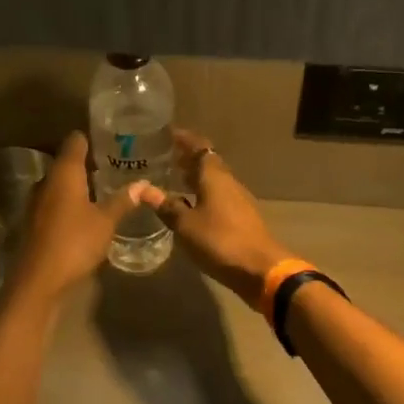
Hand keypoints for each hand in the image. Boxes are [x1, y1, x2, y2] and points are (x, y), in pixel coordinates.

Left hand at [8, 132, 146, 302]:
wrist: (38, 280)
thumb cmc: (74, 243)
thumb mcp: (105, 222)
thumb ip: (123, 200)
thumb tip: (144, 184)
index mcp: (64, 173)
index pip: (75, 141)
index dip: (91, 138)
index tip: (111, 140)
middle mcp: (46, 181)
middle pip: (67, 163)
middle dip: (89, 164)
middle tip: (116, 167)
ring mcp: (36, 202)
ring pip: (60, 185)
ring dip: (79, 186)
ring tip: (105, 190)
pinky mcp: (34, 222)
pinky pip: (55, 203)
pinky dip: (70, 203)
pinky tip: (87, 214)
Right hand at [140, 130, 290, 306]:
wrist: (260, 269)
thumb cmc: (220, 241)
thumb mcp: (185, 225)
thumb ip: (166, 206)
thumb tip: (143, 189)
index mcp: (215, 177)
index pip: (199, 147)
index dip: (184, 139)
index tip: (167, 134)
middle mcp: (228, 183)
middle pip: (208, 163)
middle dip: (188, 158)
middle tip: (165, 158)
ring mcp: (238, 201)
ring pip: (213, 181)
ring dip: (195, 178)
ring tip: (174, 180)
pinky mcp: (241, 218)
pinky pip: (218, 197)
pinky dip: (202, 195)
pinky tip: (190, 207)